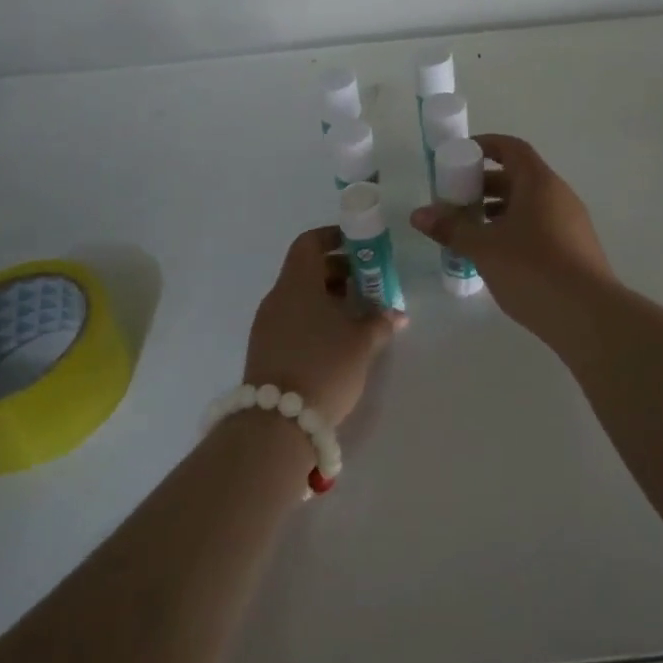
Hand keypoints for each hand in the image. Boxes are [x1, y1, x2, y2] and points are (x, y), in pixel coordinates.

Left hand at [244, 226, 401, 424]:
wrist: (277, 425)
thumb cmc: (324, 367)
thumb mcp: (361, 343)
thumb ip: (380, 321)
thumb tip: (396, 313)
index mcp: (297, 284)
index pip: (309, 243)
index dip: (334, 237)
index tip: (360, 245)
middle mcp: (277, 298)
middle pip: (307, 270)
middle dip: (340, 272)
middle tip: (369, 283)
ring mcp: (267, 326)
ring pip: (301, 297)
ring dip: (330, 298)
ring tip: (360, 314)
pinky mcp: (266, 351)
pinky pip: (294, 320)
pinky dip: (316, 319)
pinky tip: (339, 340)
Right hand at [409, 134, 614, 332]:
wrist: (588, 315)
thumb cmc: (532, 269)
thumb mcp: (484, 248)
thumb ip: (451, 228)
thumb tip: (418, 214)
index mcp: (539, 182)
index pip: (511, 148)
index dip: (485, 145)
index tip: (459, 156)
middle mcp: (558, 195)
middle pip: (518, 177)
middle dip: (483, 185)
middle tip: (454, 201)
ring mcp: (570, 222)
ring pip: (528, 205)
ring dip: (497, 211)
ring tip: (469, 231)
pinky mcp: (575, 248)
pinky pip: (539, 226)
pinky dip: (514, 230)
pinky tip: (495, 256)